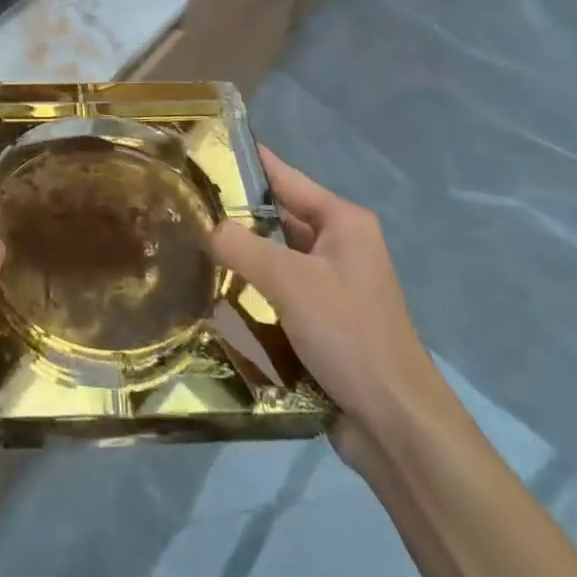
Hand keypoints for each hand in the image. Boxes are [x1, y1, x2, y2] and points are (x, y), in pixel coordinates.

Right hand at [209, 146, 443, 455]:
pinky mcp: (322, 320)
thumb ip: (242, 246)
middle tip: (181, 204)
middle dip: (233, 214)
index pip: (283, 177)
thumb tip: (206, 227)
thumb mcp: (290, 281)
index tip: (199, 150)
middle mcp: (338, 245)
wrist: (396, 426)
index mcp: (342, 221)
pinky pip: (277, 292)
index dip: (243, 162)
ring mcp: (331, 285)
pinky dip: (250, 290)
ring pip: (273, 257)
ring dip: (239, 257)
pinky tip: (212, 291)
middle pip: (276, 218)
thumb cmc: (348, 334)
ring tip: (185, 244)